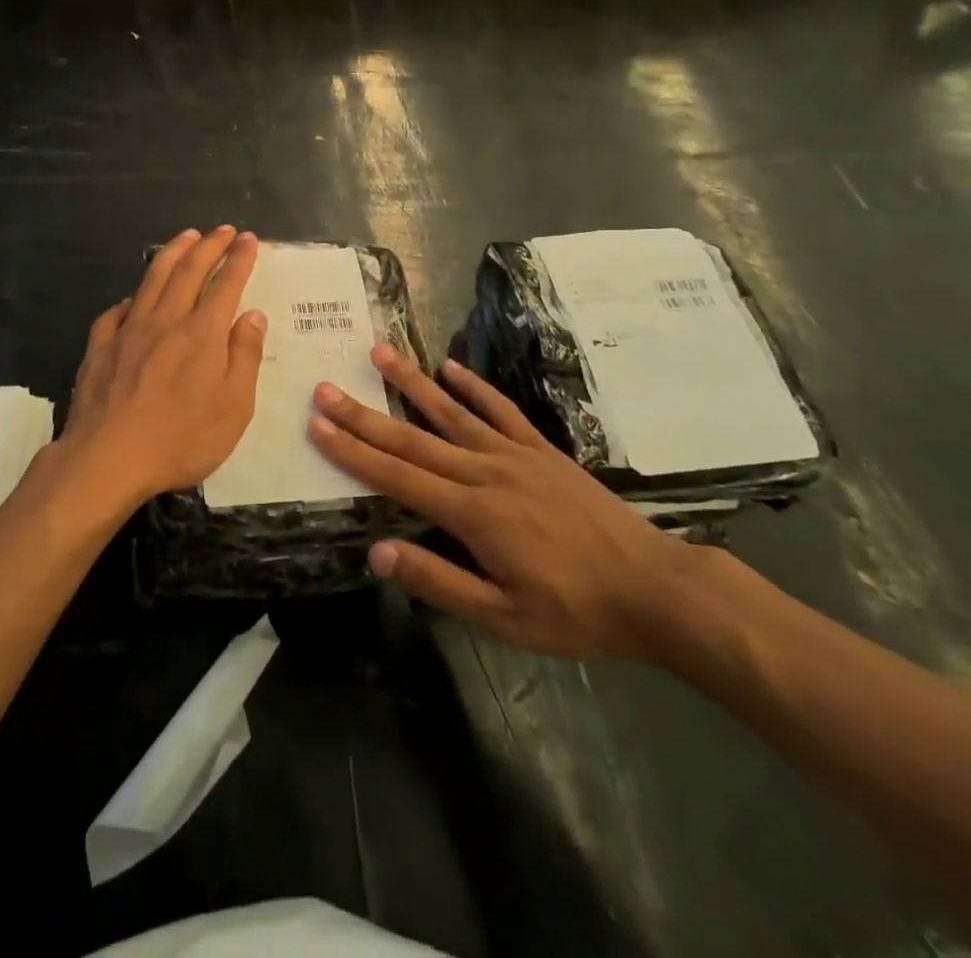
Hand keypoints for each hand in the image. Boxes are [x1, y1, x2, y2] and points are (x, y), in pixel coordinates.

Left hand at [55, 226, 267, 509]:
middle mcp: (165, 321)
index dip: (239, 259)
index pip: (225, 284)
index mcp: (202, 334)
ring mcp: (128, 332)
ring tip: (185, 237)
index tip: (248, 240)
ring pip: (152, 280)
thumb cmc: (181, 439)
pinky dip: (131, 298)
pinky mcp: (99, 348)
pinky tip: (133, 299)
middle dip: (209, 245)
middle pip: (188, 271)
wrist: (108, 459)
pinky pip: (116, 312)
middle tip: (223, 230)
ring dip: (172, 254)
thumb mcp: (234, 407)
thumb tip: (252, 316)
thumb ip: (244, 357)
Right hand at [309, 346, 704, 661]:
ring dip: (411, 382)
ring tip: (378, 352)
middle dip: (364, 414)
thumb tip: (378, 552)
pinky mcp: (540, 450)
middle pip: (412, 439)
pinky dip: (473, 387)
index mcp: (471, 514)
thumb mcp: (503, 617)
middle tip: (326, 387)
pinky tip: (450, 367)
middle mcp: (484, 472)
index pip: (397, 477)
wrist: (653, 588)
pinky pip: (500, 410)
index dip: (353, 451)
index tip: (317, 426)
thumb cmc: (574, 611)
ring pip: (450, 412)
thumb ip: (439, 581)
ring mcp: (514, 455)